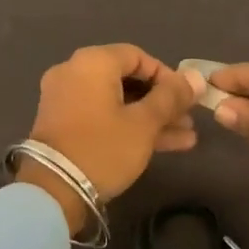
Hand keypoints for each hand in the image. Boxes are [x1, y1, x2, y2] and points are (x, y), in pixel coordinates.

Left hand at [18, 45, 200, 232]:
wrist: (53, 192)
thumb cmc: (103, 148)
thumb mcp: (144, 123)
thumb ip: (172, 97)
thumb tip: (195, 77)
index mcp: (93, 62)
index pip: (139, 56)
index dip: (168, 76)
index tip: (187, 99)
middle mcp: (74, 72)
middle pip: (128, 79)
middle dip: (162, 102)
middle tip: (188, 120)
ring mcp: (65, 98)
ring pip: (117, 101)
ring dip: (150, 117)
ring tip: (185, 137)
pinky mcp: (63, 123)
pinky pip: (102, 115)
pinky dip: (127, 125)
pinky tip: (163, 145)